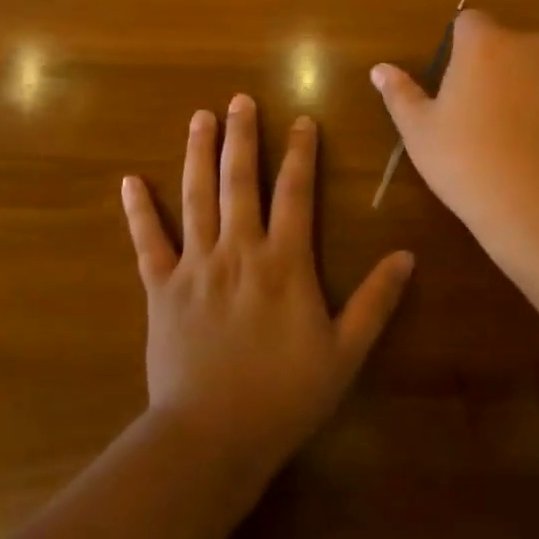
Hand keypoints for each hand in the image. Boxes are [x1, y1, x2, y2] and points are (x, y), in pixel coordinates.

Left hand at [120, 95, 414, 486]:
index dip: (301, 153)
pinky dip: (139, 211)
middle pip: (240, 180)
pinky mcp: (161, 288)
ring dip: (198, 154)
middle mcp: (238, 250)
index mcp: (284, 262)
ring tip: (200, 118)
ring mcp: (195, 266)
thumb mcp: (345, 353)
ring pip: (196, 197)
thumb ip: (376, 301)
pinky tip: (130, 181)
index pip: (295, 193)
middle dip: (242, 136)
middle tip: (239, 99)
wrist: (210, 439)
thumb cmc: (284, 397)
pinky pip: (148, 242)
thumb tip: (407, 255)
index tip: (302, 120)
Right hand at [369, 10, 538, 240]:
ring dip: (528, 86)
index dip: (459, 45)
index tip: (454, 80)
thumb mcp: (420, 132)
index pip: (469, 22)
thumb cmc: (468, 162)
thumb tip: (380, 69)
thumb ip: (400, 94)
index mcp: (484, 44)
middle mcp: (530, 44)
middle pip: (507, 44)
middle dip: (495, 67)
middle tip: (481, 114)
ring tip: (517, 135)